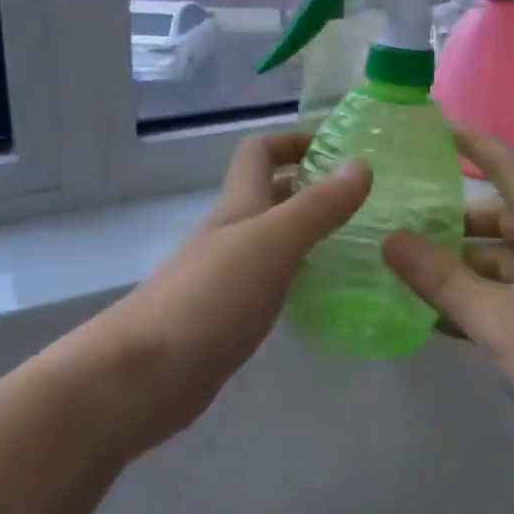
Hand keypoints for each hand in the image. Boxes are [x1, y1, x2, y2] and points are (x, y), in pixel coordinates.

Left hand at [93, 132, 370, 448]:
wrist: (147, 372)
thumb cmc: (212, 295)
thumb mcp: (273, 241)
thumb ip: (318, 206)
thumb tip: (361, 164)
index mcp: (239, 205)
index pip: (260, 152)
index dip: (295, 141)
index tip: (340, 152)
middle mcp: (231, 233)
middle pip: (270, 195)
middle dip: (313, 188)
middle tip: (365, 202)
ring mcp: (227, 275)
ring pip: (275, 240)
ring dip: (311, 234)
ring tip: (360, 245)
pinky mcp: (230, 315)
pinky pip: (272, 281)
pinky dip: (300, 276)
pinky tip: (326, 293)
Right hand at [381, 129, 513, 465]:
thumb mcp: (498, 318)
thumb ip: (442, 279)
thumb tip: (391, 238)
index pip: (510, 169)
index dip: (476, 146)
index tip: (438, 128)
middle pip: (502, 220)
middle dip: (455, 222)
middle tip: (404, 224)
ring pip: (506, 264)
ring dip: (464, 268)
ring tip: (411, 275)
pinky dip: (482, 301)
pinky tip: (444, 321)